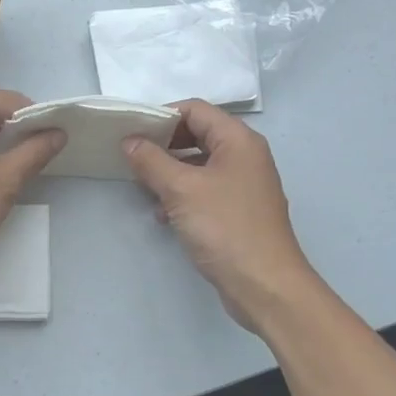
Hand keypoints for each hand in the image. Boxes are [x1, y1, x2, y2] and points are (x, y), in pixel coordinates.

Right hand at [124, 100, 318, 330]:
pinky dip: (182, 195)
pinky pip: (205, 190)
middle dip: (163, 145)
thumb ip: (151, 161)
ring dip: (170, 172)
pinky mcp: (238, 211)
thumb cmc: (225, 228)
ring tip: (143, 188)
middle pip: (198, 135)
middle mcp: (245, 156)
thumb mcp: (181, 190)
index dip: (162, 115)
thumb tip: (130, 141)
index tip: (131, 132)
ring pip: (199, 165)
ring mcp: (244, 185)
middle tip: (133, 158)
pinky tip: (163, 214)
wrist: (265, 286)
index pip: (195, 110)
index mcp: (238, 140)